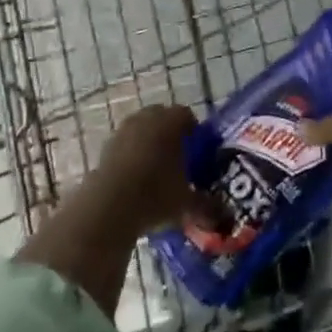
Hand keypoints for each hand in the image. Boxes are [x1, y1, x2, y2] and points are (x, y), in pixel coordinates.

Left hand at [92, 105, 213, 235]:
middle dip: (170, 135)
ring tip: (156, 171)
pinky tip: (136, 181)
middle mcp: (147, 118)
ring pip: (141, 131)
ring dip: (149, 144)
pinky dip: (131, 157)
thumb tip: (227, 216)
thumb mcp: (187, 204)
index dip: (194, 132)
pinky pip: (124, 146)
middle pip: (162, 118)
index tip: (198, 152)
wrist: (108, 207)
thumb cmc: (155, 195)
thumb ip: (208, 206)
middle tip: (179, 159)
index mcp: (170, 122)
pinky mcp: (105, 147)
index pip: (187, 116)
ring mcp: (123, 131)